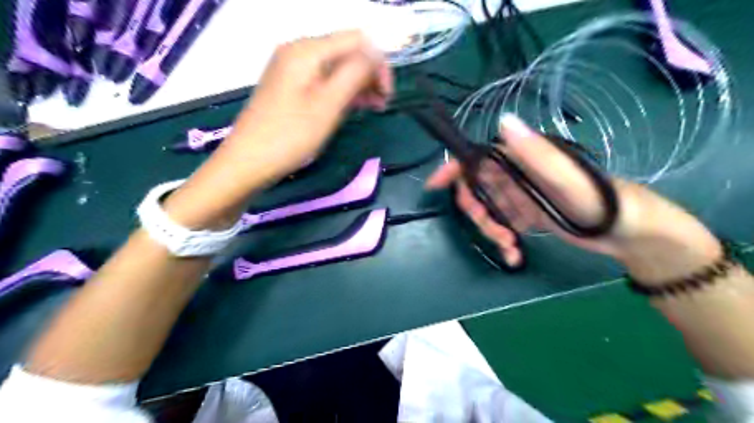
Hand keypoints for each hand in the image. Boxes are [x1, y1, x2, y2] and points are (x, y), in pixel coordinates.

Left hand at [224, 28, 394, 181]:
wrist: (249, 161)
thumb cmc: (291, 135)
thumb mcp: (329, 104)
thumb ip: (355, 73)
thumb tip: (378, 54)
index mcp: (308, 50)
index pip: (357, 40)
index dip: (378, 63)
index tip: (387, 94)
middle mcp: (299, 52)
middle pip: (347, 51)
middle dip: (369, 74)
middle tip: (382, 104)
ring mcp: (293, 69)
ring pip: (337, 67)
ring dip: (359, 84)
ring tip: (374, 108)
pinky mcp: (291, 87)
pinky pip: (324, 80)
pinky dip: (342, 91)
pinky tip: (354, 106)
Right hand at [427, 112, 720, 284]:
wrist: (630, 233)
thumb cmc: (599, 200)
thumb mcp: (566, 177)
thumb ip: (534, 152)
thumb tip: (502, 121)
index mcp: (521, 159)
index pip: (477, 158)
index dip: (453, 169)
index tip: (434, 186)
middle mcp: (516, 175)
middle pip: (477, 190)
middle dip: (478, 214)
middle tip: (497, 232)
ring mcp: (520, 196)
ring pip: (487, 211)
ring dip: (492, 231)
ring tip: (511, 247)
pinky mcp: (526, 215)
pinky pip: (503, 226)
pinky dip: (504, 241)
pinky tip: (515, 256)